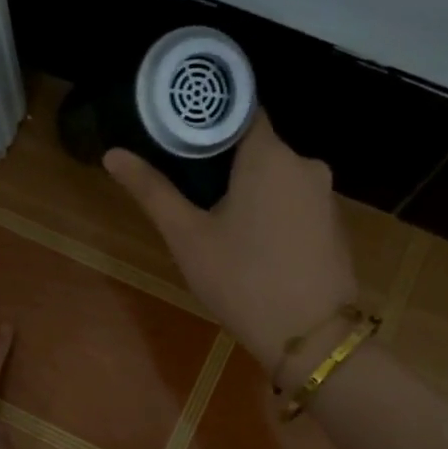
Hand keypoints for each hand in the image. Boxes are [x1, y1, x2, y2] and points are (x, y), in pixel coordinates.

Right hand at [105, 111, 356, 377]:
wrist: (311, 338)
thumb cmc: (242, 280)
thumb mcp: (188, 237)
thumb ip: (152, 190)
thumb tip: (113, 154)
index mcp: (269, 155)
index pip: (240, 110)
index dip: (208, 118)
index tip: (180, 133)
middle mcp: (305, 163)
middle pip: (258, 145)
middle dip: (224, 160)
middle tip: (188, 184)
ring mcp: (325, 195)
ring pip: (277, 175)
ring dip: (249, 187)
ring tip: (216, 217)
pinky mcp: (335, 223)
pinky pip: (295, 200)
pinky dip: (272, 208)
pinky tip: (253, 240)